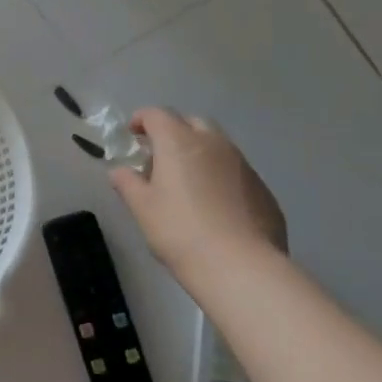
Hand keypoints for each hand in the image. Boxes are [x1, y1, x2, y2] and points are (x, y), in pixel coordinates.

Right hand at [108, 108, 286, 276]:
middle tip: (160, 156)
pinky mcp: (262, 188)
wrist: (241, 267)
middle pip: (191, 122)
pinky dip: (220, 175)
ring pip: (217, 145)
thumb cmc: (180, 231)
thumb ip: (127, 183)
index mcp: (179, 142)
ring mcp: (242, 164)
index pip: (157, 114)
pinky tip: (215, 204)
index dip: (141, 120)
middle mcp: (213, 143)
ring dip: (199, 152)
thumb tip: (119, 171)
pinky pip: (235, 170)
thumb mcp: (142, 208)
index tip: (132, 135)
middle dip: (174, 131)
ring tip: (188, 181)